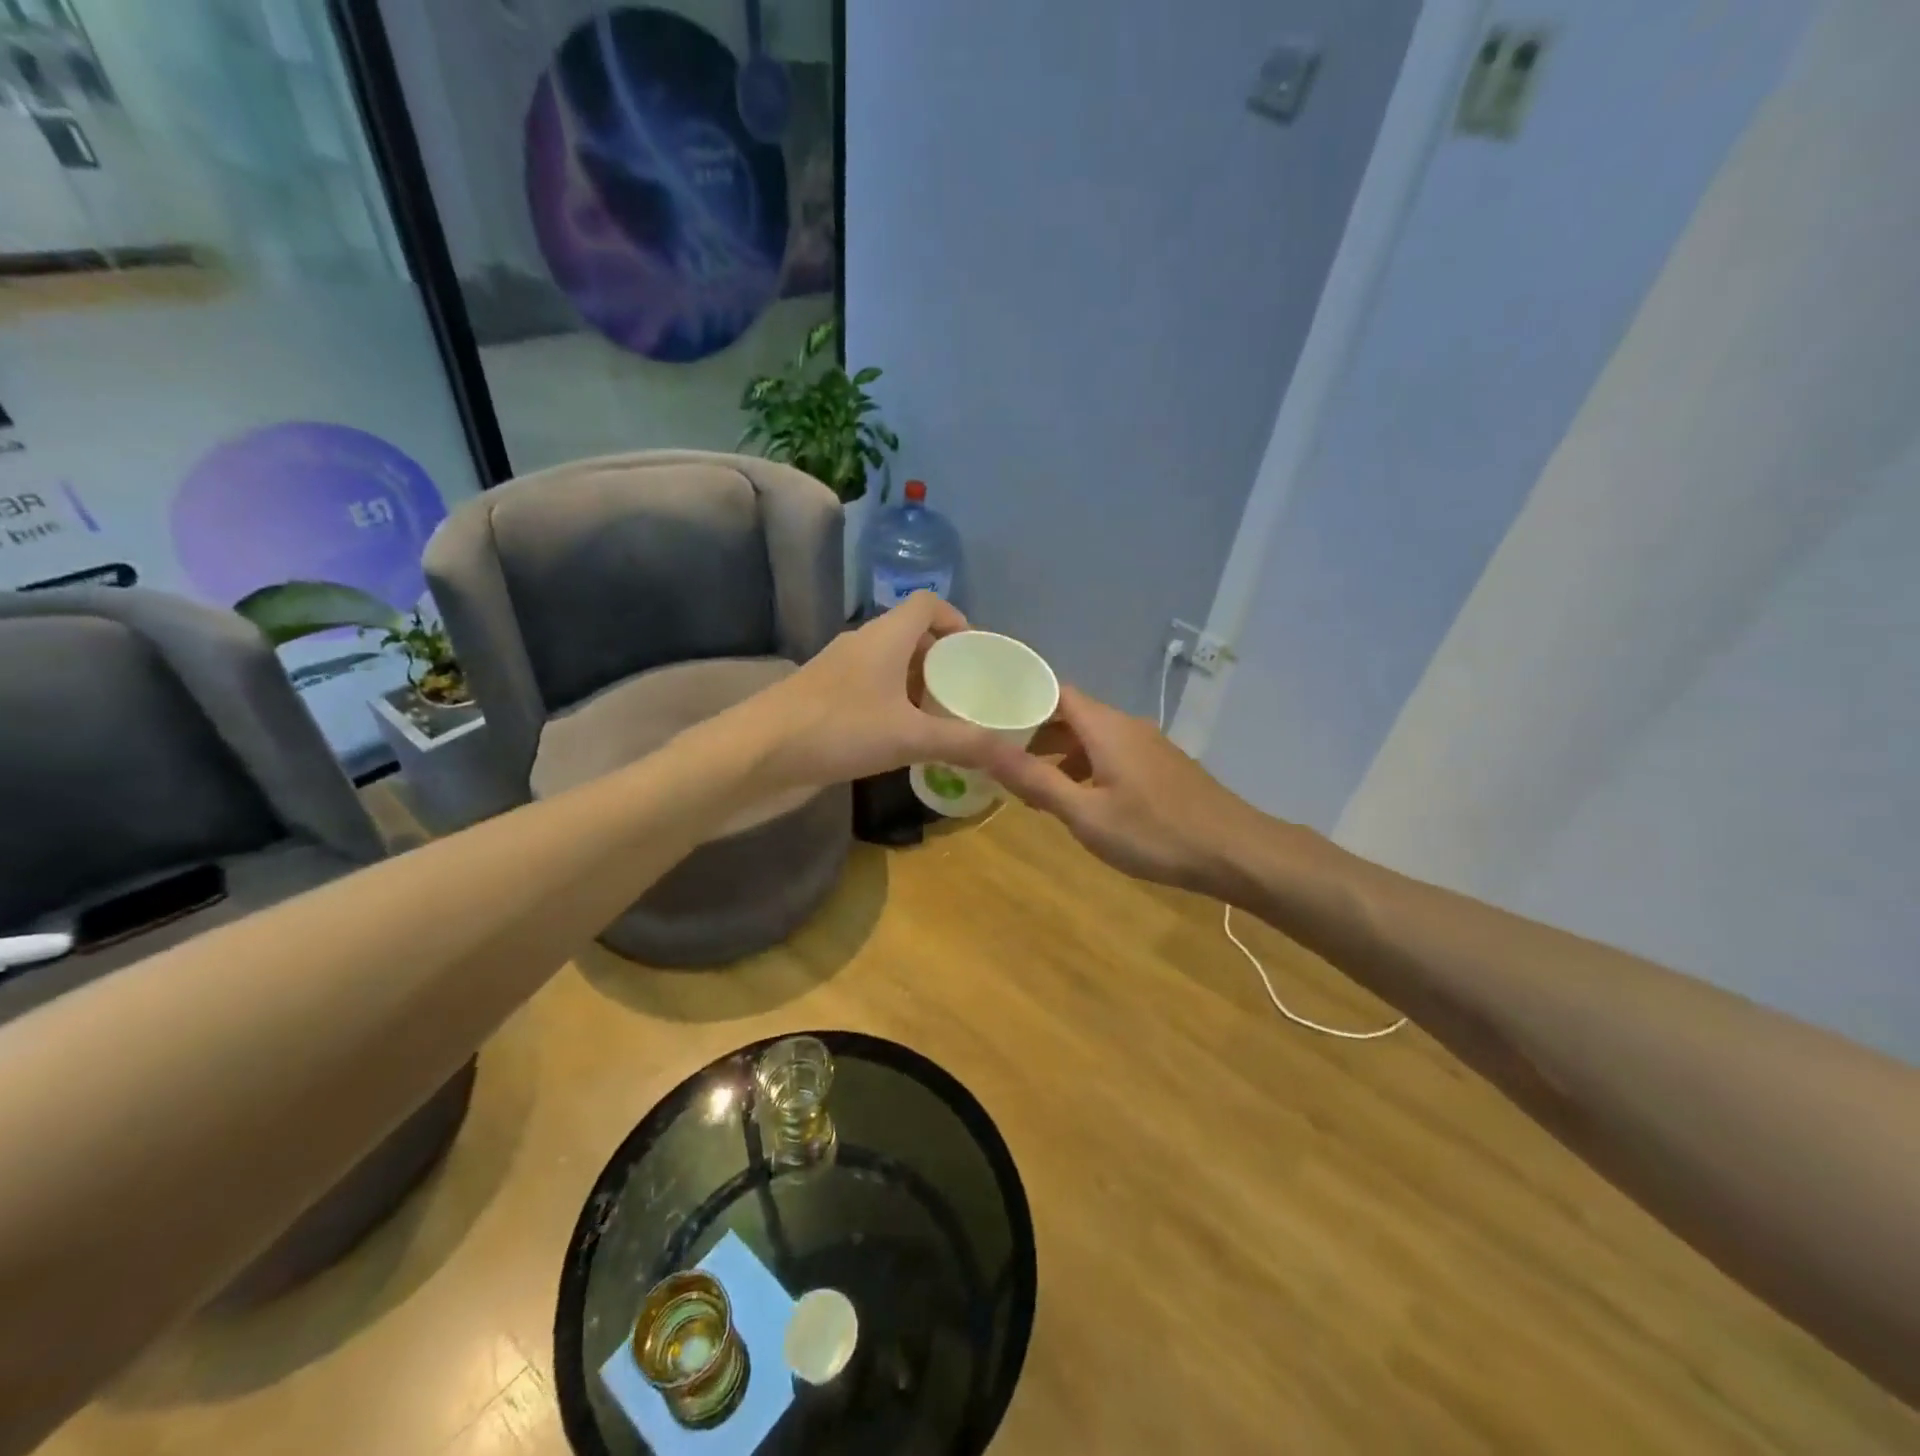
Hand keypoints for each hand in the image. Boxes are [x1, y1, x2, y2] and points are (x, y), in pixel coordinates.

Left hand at [744, 593, 1003, 789]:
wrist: (756, 754)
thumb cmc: (837, 729)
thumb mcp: (909, 737)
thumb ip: (964, 743)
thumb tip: (1015, 756)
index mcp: (884, 636)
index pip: (927, 604)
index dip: (956, 620)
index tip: (979, 653)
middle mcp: (861, 646)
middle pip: (911, 636)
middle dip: (943, 660)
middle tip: (970, 692)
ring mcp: (839, 674)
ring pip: (889, 667)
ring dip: (918, 685)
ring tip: (945, 717)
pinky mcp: (824, 701)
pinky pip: (871, 692)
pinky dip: (894, 706)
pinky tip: (905, 738)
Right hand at [984, 685, 1272, 895]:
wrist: (1235, 851)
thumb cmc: (1154, 833)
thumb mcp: (1085, 814)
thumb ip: (1034, 779)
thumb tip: (983, 746)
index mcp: (1105, 727)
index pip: (1053, 691)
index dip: (1019, 699)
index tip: (987, 716)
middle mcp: (1127, 725)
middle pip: (1072, 714)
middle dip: (1035, 732)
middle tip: (1001, 757)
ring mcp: (1149, 745)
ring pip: (1093, 737)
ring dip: (1060, 754)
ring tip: (1032, 786)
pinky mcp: (1162, 766)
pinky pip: (1112, 753)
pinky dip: (1086, 766)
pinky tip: (1080, 799)